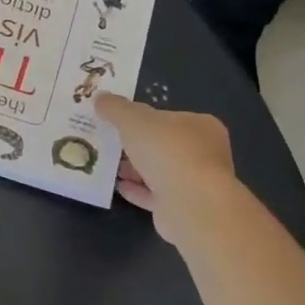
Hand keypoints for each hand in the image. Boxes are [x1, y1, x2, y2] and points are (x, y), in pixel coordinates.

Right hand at [95, 93, 246, 249]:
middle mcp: (205, 153)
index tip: (120, 122)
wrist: (190, 203)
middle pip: (164, 145)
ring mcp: (196, 182)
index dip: (144, 118)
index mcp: (201, 126)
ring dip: (135, 169)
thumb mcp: (133, 119)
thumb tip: (100, 97)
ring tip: (108, 165)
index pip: (169, 118)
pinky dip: (138, 190)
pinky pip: (156, 195)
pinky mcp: (185, 207)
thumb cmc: (167, 150)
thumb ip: (115, 108)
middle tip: (109, 143)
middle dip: (137, 145)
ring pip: (160, 171)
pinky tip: (118, 186)